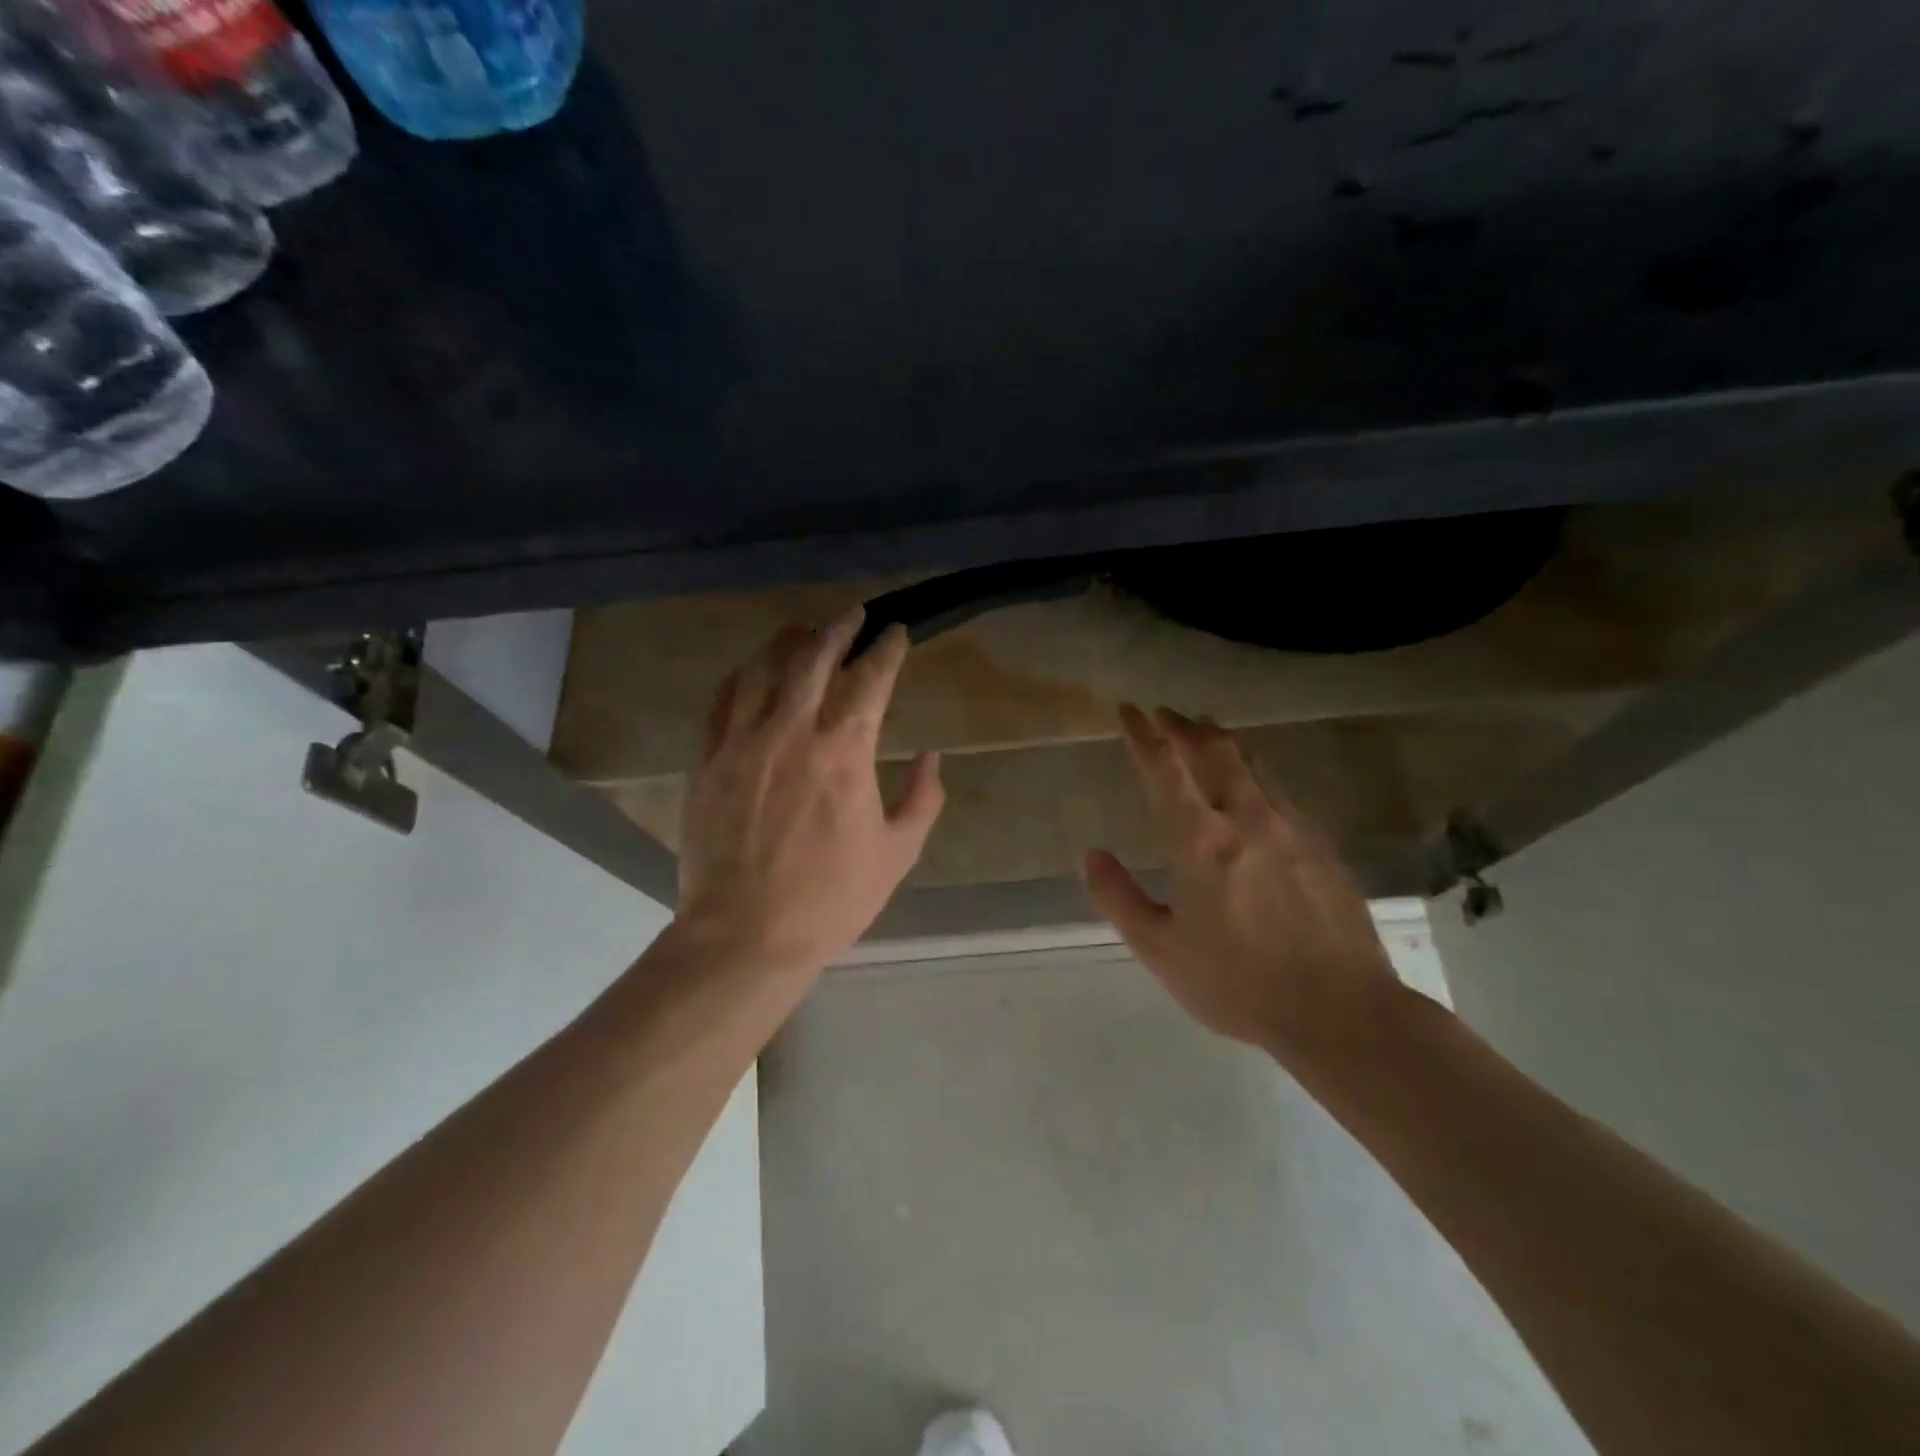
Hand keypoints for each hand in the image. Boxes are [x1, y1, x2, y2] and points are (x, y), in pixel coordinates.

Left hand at [672, 609, 943, 985]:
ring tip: (804, 632)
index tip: (897, 632)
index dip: (887, 648)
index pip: (870, 678)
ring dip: (788, 642)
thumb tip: (931, 757)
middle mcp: (792, 731)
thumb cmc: (831, 898)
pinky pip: (722, 700)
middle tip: (854, 615)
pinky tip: (753, 671)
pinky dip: (742, 675)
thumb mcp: (897, 853)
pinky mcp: (709, 760)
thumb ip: (922, 799)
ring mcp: (743, 742)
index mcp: (844, 751)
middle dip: (838, 628)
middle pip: (813, 656)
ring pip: (762, 668)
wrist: (746, 934)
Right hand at [1083, 705, 1405, 1068]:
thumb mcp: (1161, 951)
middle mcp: (1246, 818)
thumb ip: (1119, 898)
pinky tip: (1254, 787)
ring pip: (1252, 763)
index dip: (1143, 734)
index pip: (1164, 768)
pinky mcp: (1322, 845)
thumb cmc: (1239, 984)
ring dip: (1221, 741)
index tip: (1129, 710)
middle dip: (1184, 726)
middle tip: (1165, 714)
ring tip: (1205, 731)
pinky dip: (1255, 773)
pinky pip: (1280, 791)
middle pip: (1213, 751)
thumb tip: (1090, 856)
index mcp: (1200, 841)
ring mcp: (1291, 827)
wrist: (1343, 1011)